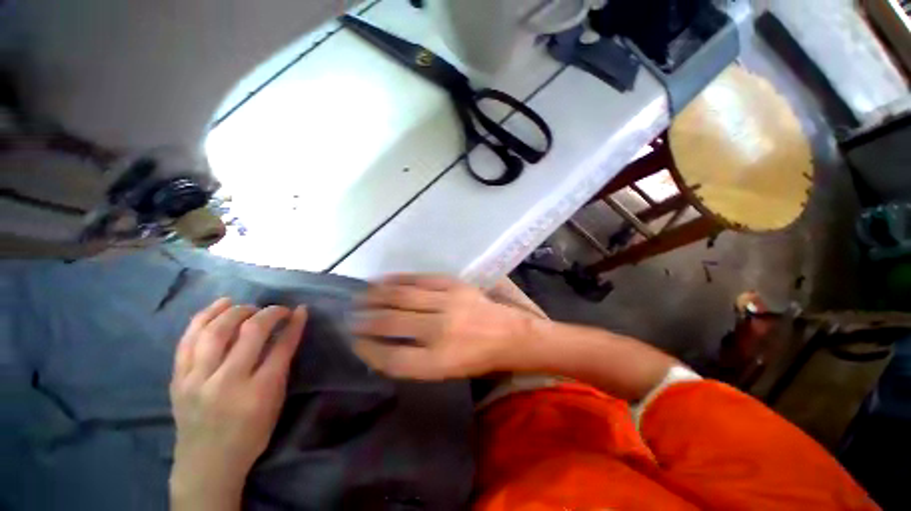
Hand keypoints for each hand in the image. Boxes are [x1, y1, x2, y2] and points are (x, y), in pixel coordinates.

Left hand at [169, 298, 306, 510]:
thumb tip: (290, 331)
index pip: (281, 347)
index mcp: (257, 393)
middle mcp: (226, 382)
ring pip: (215, 330)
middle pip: (249, 332)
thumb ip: (281, 365)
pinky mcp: (178, 378)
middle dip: (269, 313)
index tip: (301, 310)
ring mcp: (196, 379)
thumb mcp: (274, 402)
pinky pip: (188, 339)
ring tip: (249, 306)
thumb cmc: (250, 435)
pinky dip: (205, 316)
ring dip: (237, 311)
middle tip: (278, 310)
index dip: (294, 324)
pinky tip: (221, 304)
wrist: (206, 463)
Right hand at [353, 274, 533, 379]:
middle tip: (351, 317)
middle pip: (391, 324)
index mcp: (439, 362)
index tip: (355, 342)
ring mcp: (448, 304)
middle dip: (365, 320)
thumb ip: (413, 361)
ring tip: (361, 296)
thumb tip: (381, 346)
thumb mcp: (445, 371)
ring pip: (402, 297)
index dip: (368, 350)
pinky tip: (384, 280)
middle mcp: (441, 332)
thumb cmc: (477, 358)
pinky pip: (420, 279)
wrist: (510, 334)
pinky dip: (398, 280)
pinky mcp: (455, 285)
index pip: (391, 358)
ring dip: (376, 297)